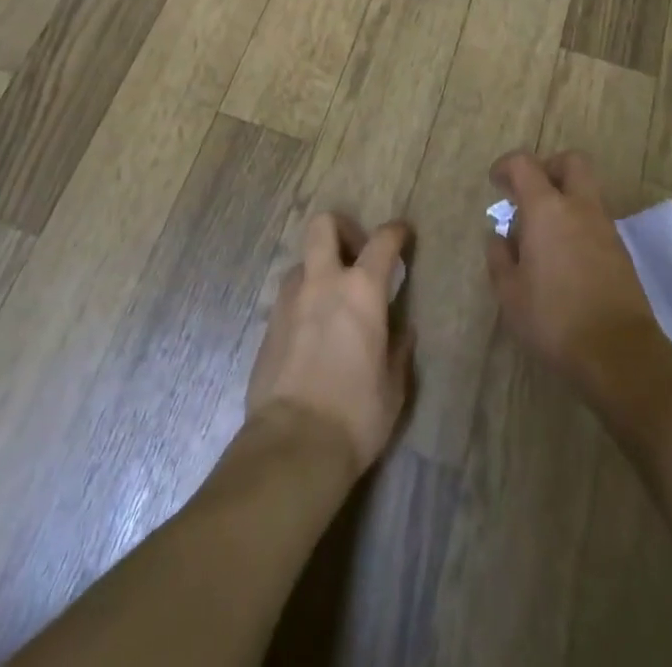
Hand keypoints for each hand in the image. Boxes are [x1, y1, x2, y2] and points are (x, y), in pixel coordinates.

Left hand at [246, 214, 413, 476]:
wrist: (293, 445)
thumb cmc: (356, 414)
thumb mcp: (393, 386)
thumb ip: (398, 349)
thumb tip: (401, 332)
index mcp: (361, 290)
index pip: (382, 241)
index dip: (396, 231)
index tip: (403, 234)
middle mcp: (322, 282)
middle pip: (323, 225)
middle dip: (341, 228)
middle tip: (356, 253)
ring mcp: (289, 301)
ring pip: (303, 261)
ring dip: (320, 269)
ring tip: (333, 301)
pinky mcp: (268, 325)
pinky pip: (289, 297)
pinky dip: (304, 301)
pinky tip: (313, 333)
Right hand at [484, 151, 671, 409]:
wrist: (619, 354)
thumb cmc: (554, 319)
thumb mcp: (510, 293)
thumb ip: (500, 257)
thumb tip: (500, 236)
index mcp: (547, 209)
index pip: (525, 164)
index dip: (506, 166)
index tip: (496, 182)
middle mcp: (580, 208)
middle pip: (571, 162)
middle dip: (549, 167)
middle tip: (529, 192)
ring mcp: (606, 228)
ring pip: (587, 191)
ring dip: (565, 198)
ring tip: (542, 232)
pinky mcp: (621, 251)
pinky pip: (596, 220)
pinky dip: (578, 223)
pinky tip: (563, 256)